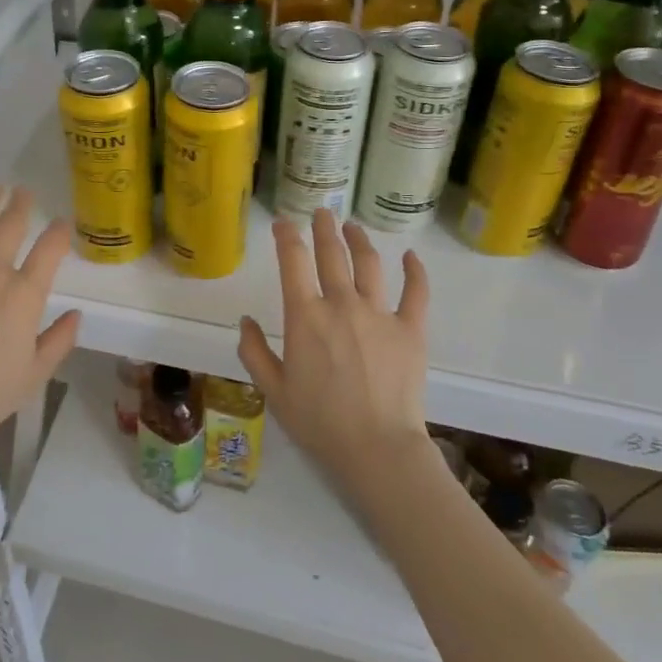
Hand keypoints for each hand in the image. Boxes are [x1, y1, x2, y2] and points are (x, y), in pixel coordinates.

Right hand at [237, 210, 431, 486]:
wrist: (377, 448)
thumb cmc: (320, 422)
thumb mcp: (273, 390)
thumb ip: (254, 352)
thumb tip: (246, 321)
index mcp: (305, 316)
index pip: (292, 261)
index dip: (286, 236)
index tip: (283, 224)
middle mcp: (341, 304)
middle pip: (332, 254)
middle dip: (323, 228)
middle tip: (321, 213)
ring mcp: (379, 313)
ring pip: (369, 264)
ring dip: (359, 240)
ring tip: (353, 227)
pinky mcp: (411, 329)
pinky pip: (415, 292)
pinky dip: (414, 270)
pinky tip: (410, 256)